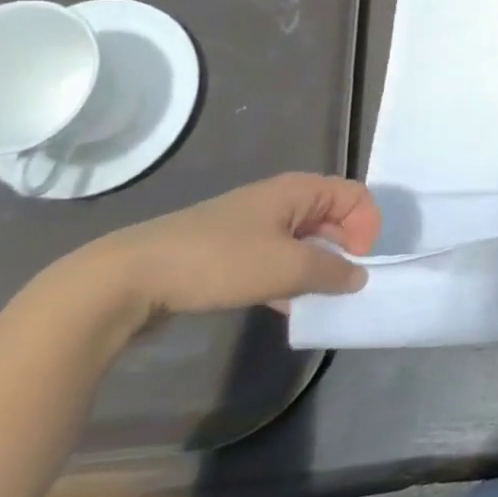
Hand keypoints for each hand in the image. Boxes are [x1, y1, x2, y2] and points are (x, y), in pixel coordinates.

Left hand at [85, 173, 381, 325]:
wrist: (130, 279)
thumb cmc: (219, 262)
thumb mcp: (287, 268)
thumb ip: (332, 271)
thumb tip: (358, 276)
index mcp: (298, 190)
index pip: (355, 196)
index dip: (367, 226)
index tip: (359, 262)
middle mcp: (279, 200)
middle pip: (332, 216)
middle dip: (345, 248)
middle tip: (344, 282)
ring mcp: (252, 225)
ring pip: (304, 241)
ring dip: (317, 267)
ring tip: (317, 297)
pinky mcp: (229, 251)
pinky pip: (276, 258)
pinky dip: (289, 278)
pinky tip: (285, 306)